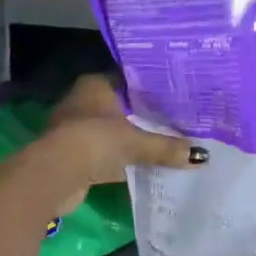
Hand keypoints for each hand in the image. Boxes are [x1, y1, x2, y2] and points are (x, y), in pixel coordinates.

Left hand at [35, 75, 205, 213]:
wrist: (55, 174)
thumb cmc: (95, 141)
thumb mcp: (137, 142)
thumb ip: (166, 147)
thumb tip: (200, 156)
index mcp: (95, 85)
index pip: (126, 81)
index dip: (147, 90)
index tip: (171, 98)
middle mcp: (81, 101)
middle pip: (118, 107)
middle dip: (139, 116)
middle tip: (171, 122)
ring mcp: (72, 128)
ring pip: (109, 130)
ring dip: (126, 139)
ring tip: (159, 144)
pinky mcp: (69, 154)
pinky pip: (101, 152)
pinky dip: (116, 159)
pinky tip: (136, 166)